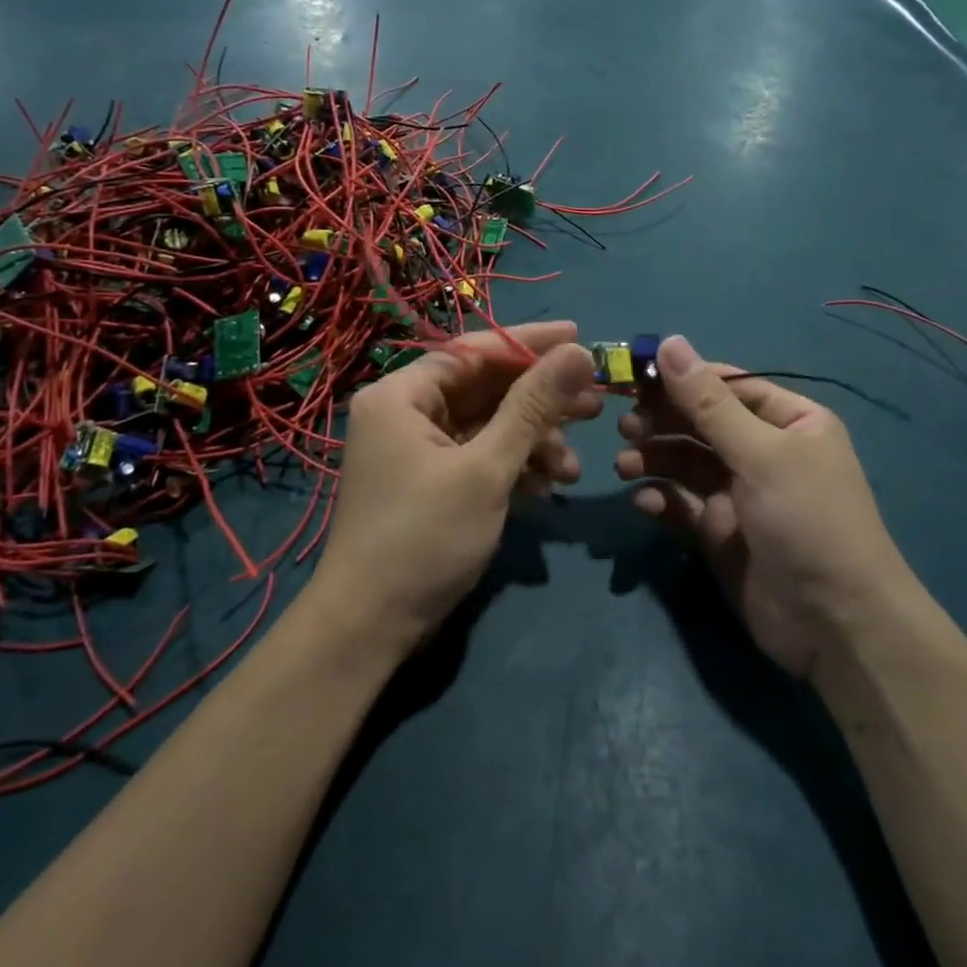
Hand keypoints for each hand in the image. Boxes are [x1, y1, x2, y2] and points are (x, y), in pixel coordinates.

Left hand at [313, 321, 599, 652]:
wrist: (371, 629)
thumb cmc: (424, 537)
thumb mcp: (486, 468)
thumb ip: (532, 406)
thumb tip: (577, 352)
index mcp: (402, 395)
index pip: (473, 351)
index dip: (529, 344)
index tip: (579, 338)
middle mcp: (406, 413)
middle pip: (484, 389)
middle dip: (539, 401)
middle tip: (594, 403)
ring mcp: (418, 450)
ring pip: (487, 426)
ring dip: (532, 442)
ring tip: (573, 466)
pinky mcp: (431, 483)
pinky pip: (479, 457)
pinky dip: (513, 467)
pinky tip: (548, 486)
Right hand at [614, 336, 902, 678]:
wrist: (837, 626)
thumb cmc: (808, 520)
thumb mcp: (760, 454)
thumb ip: (707, 402)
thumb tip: (670, 341)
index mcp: (789, 421)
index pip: (727, 385)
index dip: (681, 377)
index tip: (634, 375)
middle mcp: (764, 451)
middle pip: (701, 422)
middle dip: (662, 420)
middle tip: (625, 424)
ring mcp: (741, 494)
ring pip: (686, 462)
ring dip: (654, 458)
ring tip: (625, 464)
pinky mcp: (721, 533)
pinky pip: (683, 504)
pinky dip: (661, 499)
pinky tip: (643, 502)